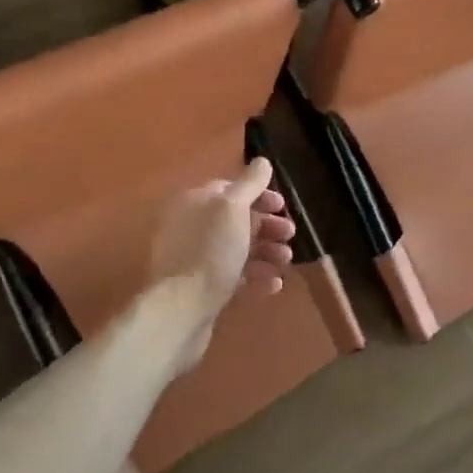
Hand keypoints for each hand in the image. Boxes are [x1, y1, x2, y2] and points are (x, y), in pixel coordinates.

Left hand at [145, 157, 295, 371]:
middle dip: (267, 226)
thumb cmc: (210, 251)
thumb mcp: (233, 208)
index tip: (283, 206)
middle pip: (235, 220)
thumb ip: (249, 183)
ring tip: (286, 260)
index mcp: (194, 203)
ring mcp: (194, 260)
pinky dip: (255, 277)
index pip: (229, 190)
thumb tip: (261, 161)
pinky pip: (233, 276)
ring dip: (266, 251)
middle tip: (290, 234)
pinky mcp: (201, 289)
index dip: (259, 195)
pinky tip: (274, 284)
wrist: (181, 310)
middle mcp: (190, 228)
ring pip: (237, 249)